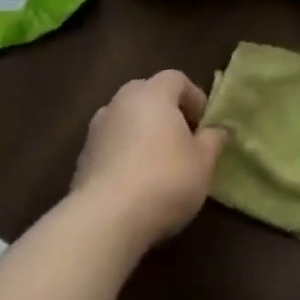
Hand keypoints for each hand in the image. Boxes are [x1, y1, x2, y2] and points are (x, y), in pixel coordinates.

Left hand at [72, 71, 226, 249]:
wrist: (104, 220)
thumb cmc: (164, 180)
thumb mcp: (203, 162)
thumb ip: (213, 140)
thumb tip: (217, 130)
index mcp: (152, 94)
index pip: (176, 79)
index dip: (194, 97)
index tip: (205, 125)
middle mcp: (121, 102)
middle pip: (147, 95)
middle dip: (166, 113)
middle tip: (182, 140)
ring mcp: (96, 130)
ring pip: (126, 121)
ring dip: (142, 134)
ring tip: (157, 164)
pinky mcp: (82, 159)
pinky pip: (110, 146)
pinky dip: (123, 156)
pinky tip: (134, 185)